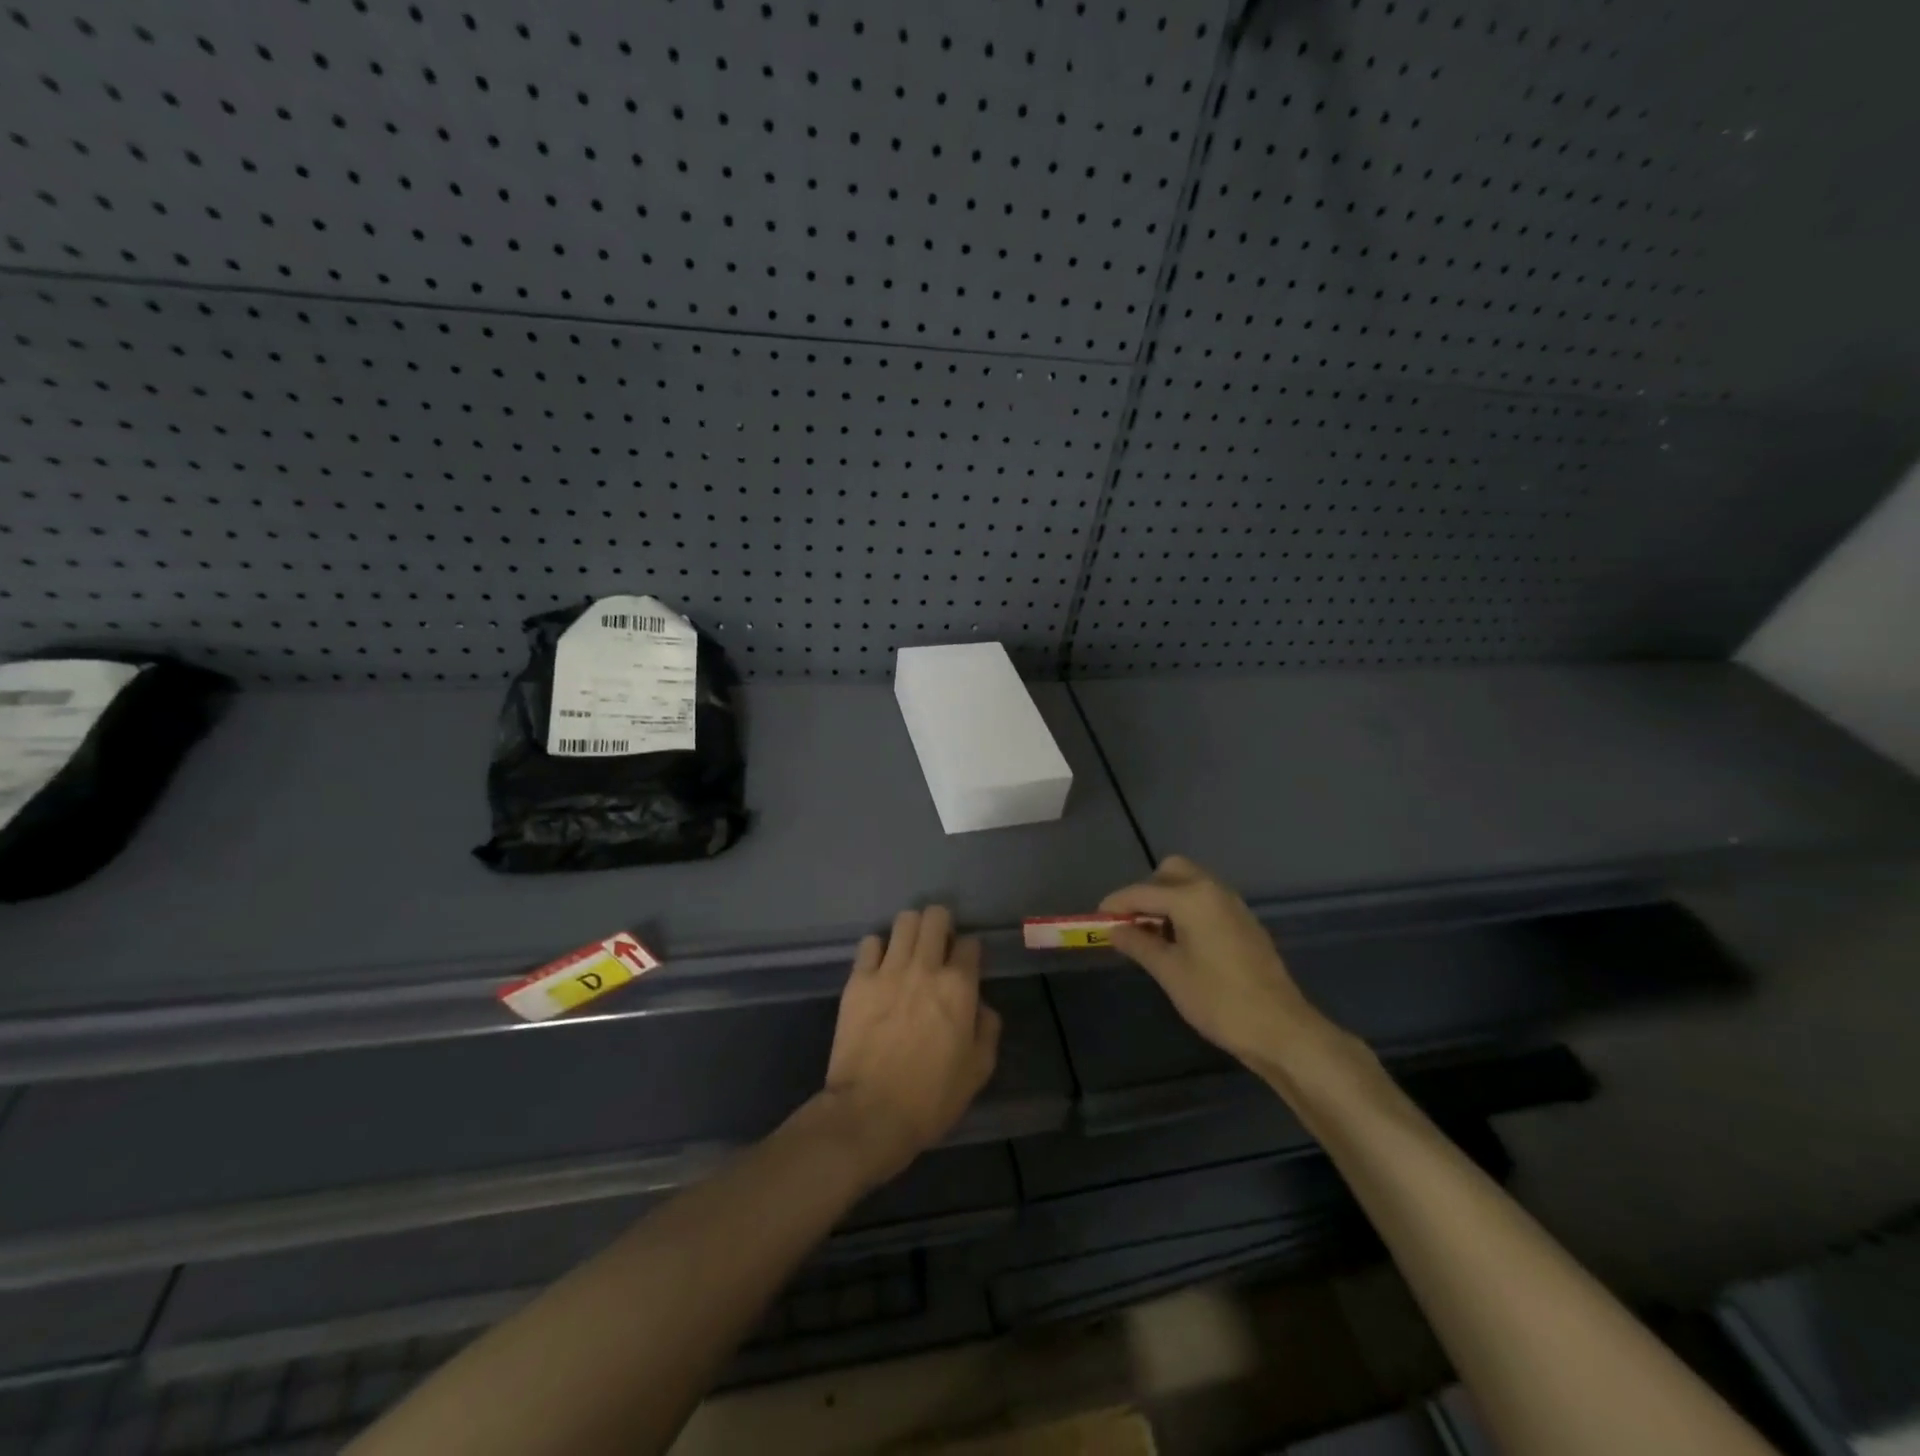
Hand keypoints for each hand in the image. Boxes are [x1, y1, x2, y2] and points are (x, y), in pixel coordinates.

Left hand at [818, 906, 1001, 1182]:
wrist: (869, 1114)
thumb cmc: (930, 1098)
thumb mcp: (977, 1071)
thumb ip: (987, 1029)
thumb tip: (979, 1005)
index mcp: (959, 987)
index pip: (970, 944)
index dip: (970, 953)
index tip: (966, 966)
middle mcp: (925, 968)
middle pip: (935, 917)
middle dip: (941, 925)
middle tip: (938, 947)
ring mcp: (888, 970)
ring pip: (904, 920)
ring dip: (912, 930)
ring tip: (909, 950)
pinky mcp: (858, 980)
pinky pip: (869, 943)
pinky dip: (878, 948)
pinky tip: (880, 966)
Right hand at [1102, 856, 1344, 1074]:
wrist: (1279, 1028)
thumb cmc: (1218, 999)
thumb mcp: (1169, 972)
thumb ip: (1138, 944)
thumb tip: (1114, 930)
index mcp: (1192, 897)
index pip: (1142, 892)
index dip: (1116, 904)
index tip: (1097, 918)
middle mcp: (1213, 890)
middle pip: (1171, 872)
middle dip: (1147, 891)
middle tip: (1133, 923)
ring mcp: (1233, 905)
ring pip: (1191, 885)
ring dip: (1168, 900)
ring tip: (1153, 936)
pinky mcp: (1244, 922)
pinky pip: (1207, 901)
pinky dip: (1188, 910)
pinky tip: (1182, 943)